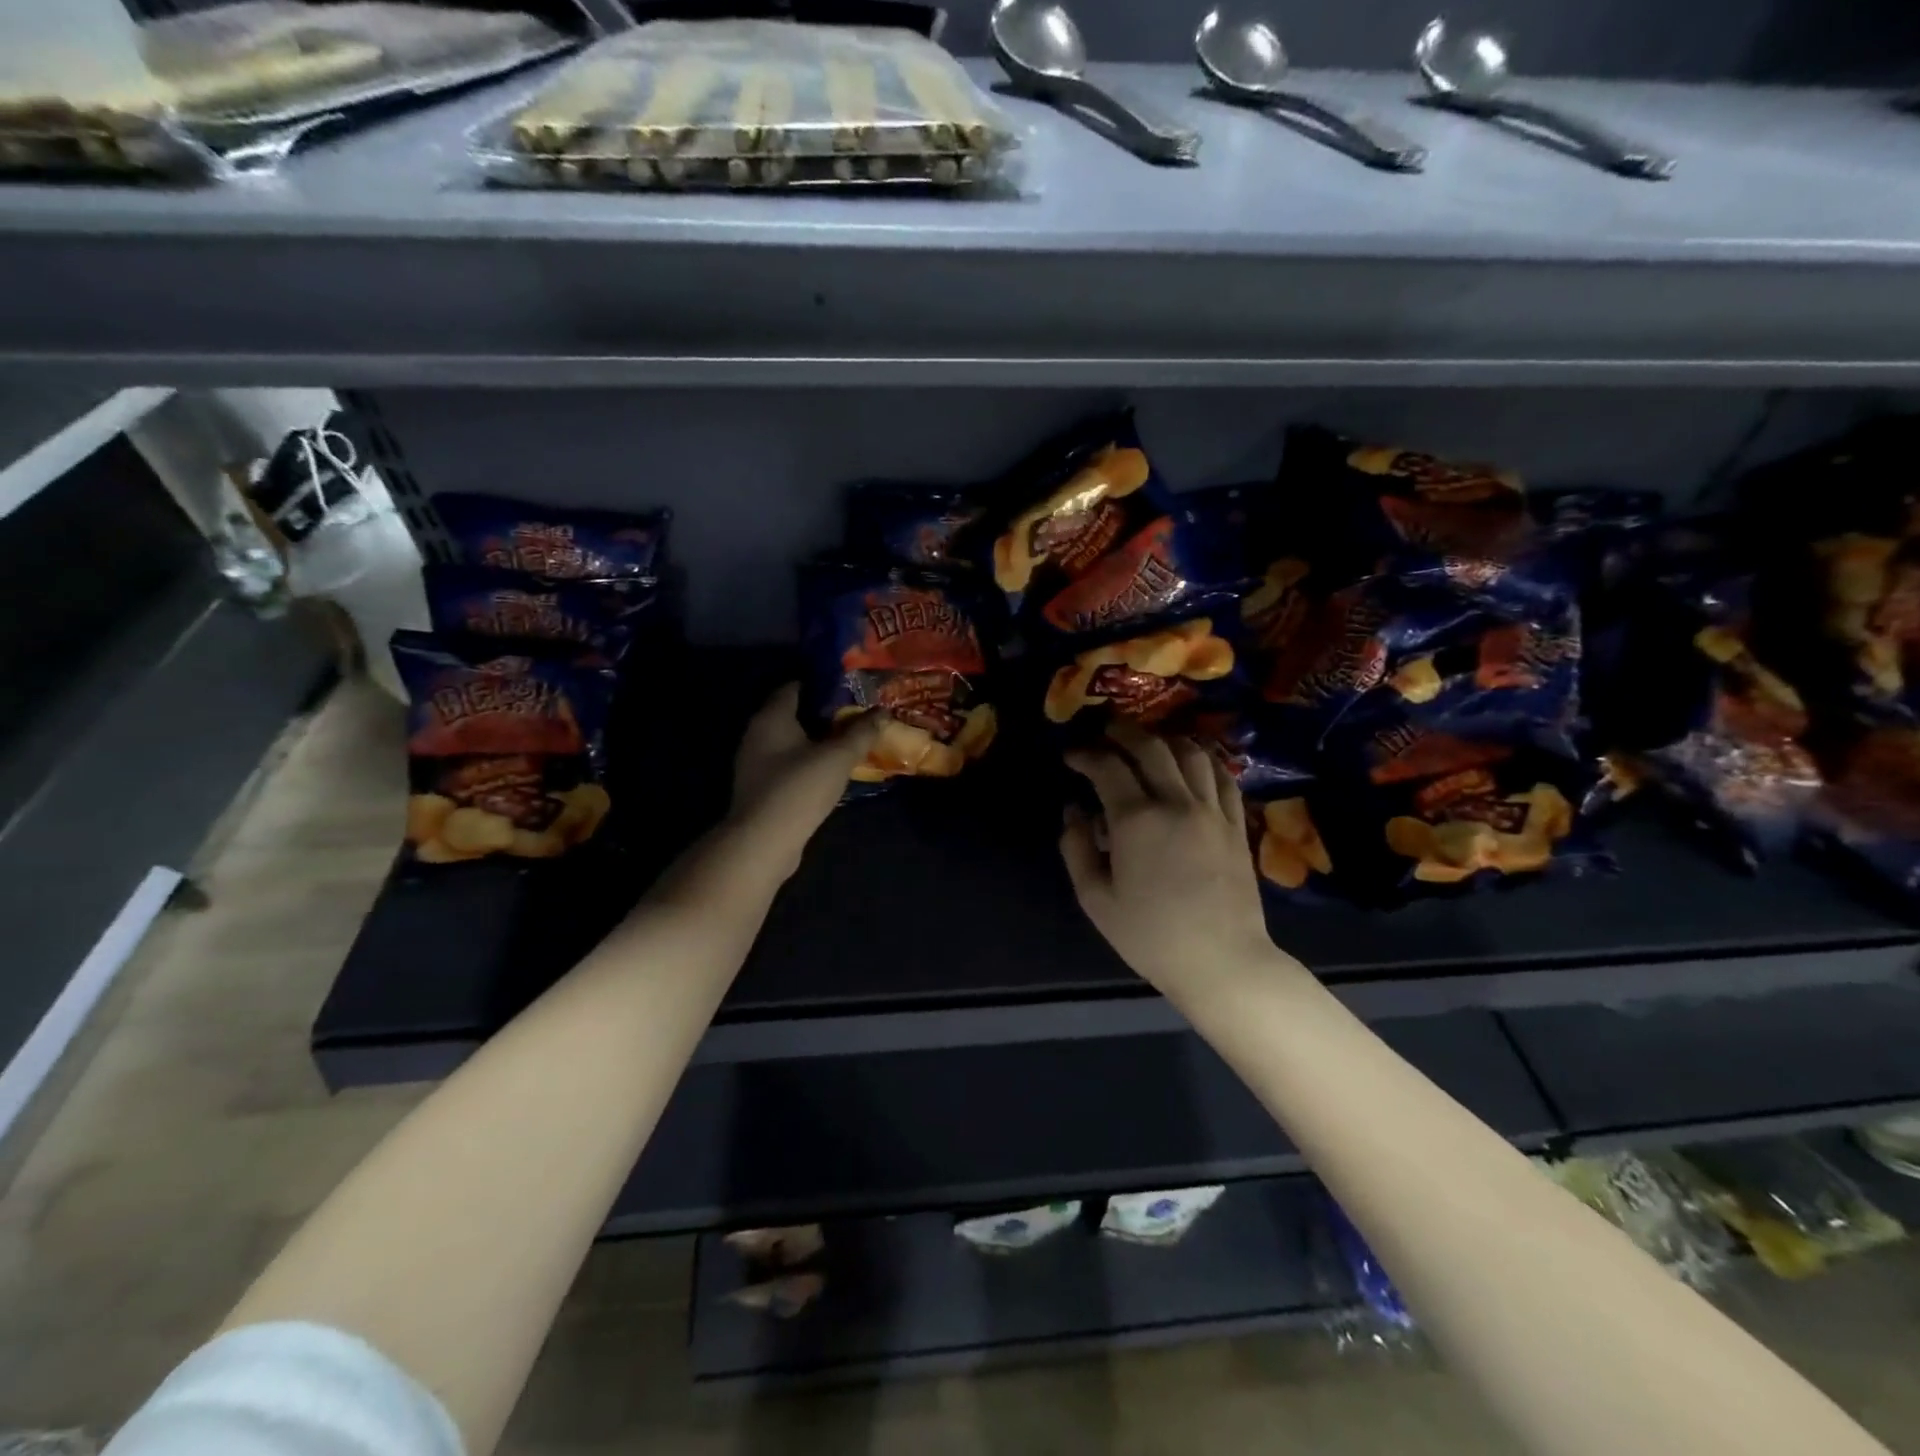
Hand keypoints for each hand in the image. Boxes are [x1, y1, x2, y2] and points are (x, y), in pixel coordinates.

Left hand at [730, 684, 877, 874]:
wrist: (763, 843)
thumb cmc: (799, 788)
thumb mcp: (838, 757)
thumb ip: (861, 733)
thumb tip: (883, 711)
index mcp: (771, 717)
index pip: (794, 686)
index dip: (821, 684)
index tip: (848, 687)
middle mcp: (757, 734)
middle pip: (792, 714)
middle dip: (822, 713)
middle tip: (855, 714)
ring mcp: (755, 763)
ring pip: (790, 741)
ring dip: (816, 740)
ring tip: (848, 742)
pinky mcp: (761, 788)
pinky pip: (787, 764)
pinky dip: (807, 762)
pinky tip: (829, 770)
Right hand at [1061, 726, 1278, 997]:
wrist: (1221, 962)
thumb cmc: (1150, 935)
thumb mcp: (1095, 898)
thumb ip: (1076, 848)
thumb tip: (1074, 811)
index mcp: (1136, 819)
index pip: (1107, 767)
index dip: (1085, 754)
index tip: (1071, 756)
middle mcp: (1176, 802)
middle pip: (1150, 747)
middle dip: (1123, 732)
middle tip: (1106, 732)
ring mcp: (1212, 810)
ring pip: (1190, 753)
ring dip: (1164, 740)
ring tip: (1148, 743)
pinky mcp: (1236, 823)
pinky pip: (1222, 776)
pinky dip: (1203, 760)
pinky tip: (1191, 764)